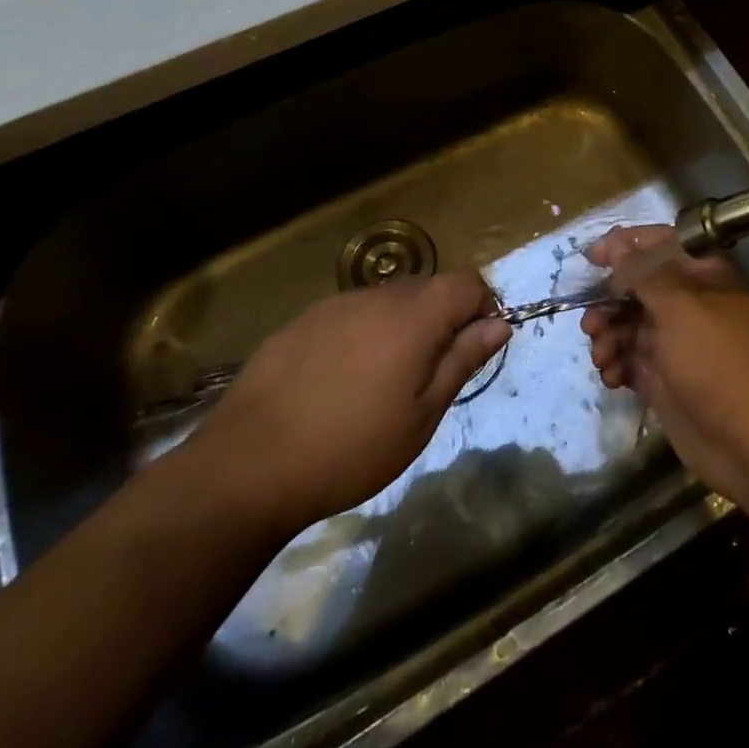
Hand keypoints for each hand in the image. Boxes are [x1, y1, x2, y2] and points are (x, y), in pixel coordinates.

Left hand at [191, 272, 510, 533]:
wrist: (249, 464)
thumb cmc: (351, 447)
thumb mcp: (422, 415)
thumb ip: (463, 360)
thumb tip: (499, 323)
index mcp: (414, 315)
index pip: (467, 282)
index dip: (481, 307)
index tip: (474, 347)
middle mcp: (378, 296)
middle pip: (428, 288)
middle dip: (442, 318)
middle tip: (430, 373)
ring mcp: (336, 304)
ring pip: (388, 300)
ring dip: (401, 326)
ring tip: (383, 380)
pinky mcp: (303, 320)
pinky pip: (351, 314)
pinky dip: (363, 334)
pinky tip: (341, 380)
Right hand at [581, 225, 748, 511]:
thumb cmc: (719, 361)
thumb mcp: (681, 306)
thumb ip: (643, 272)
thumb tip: (618, 246)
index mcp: (701, 275)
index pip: (658, 244)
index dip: (624, 245)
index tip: (591, 258)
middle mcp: (687, 304)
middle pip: (636, 287)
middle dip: (608, 300)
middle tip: (591, 322)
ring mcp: (675, 344)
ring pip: (628, 325)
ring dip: (607, 335)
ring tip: (602, 356)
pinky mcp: (664, 381)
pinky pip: (629, 361)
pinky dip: (615, 365)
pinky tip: (612, 377)